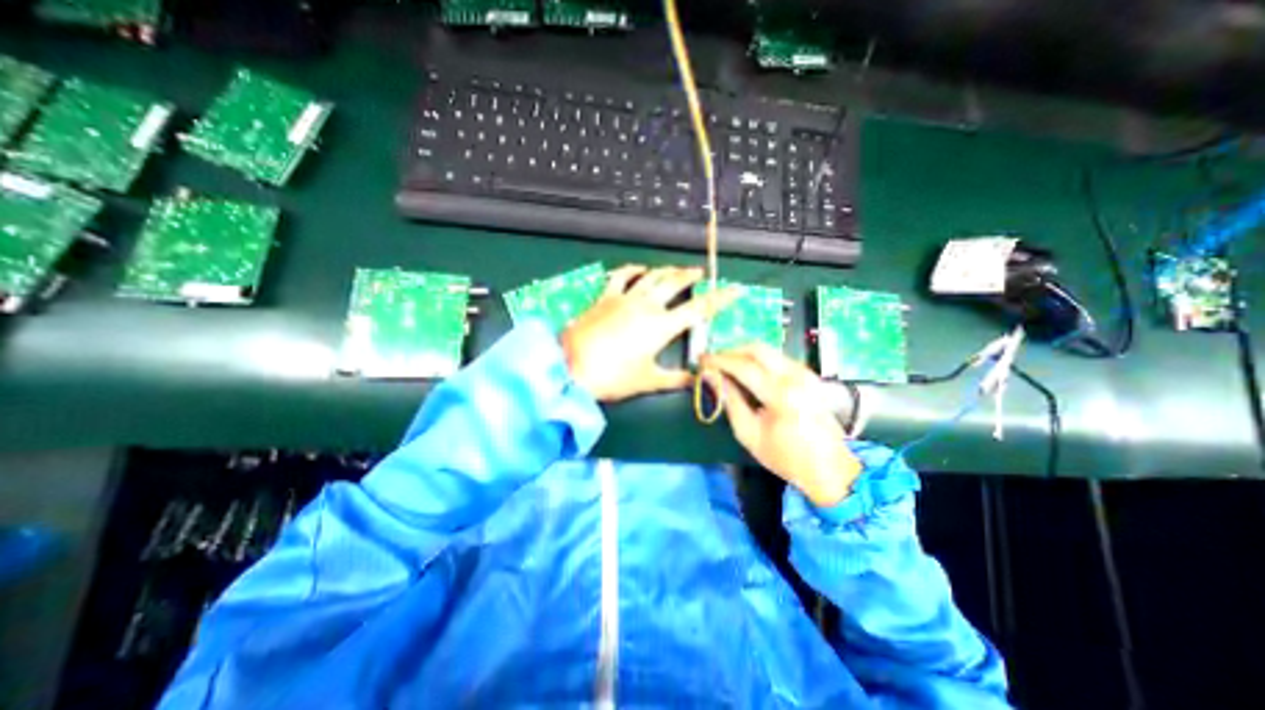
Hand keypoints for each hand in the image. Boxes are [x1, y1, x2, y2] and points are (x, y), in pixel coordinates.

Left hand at [559, 267, 743, 401]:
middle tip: (702, 274)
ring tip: (678, 270)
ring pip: (652, 276)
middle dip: (691, 276)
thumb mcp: (647, 381)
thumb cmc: (612, 377)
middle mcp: (646, 305)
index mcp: (661, 326)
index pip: (699, 309)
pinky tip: (640, 269)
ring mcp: (624, 298)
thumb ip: (675, 379)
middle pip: (675, 283)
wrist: (570, 367)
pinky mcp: (605, 297)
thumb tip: (696, 379)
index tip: (734, 290)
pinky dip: (633, 270)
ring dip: (668, 270)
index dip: (719, 299)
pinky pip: (622, 276)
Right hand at [707, 344, 863, 508]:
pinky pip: (777, 358)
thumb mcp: (748, 433)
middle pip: (756, 348)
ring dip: (743, 354)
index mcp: (781, 394)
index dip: (719, 360)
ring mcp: (805, 372)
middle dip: (731, 351)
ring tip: (726, 367)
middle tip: (713, 362)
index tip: (701, 360)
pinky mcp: (809, 375)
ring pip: (767, 350)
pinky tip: (747, 373)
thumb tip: (710, 376)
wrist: (830, 468)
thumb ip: (729, 400)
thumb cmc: (785, 456)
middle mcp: (795, 376)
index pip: (743, 366)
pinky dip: (758, 360)